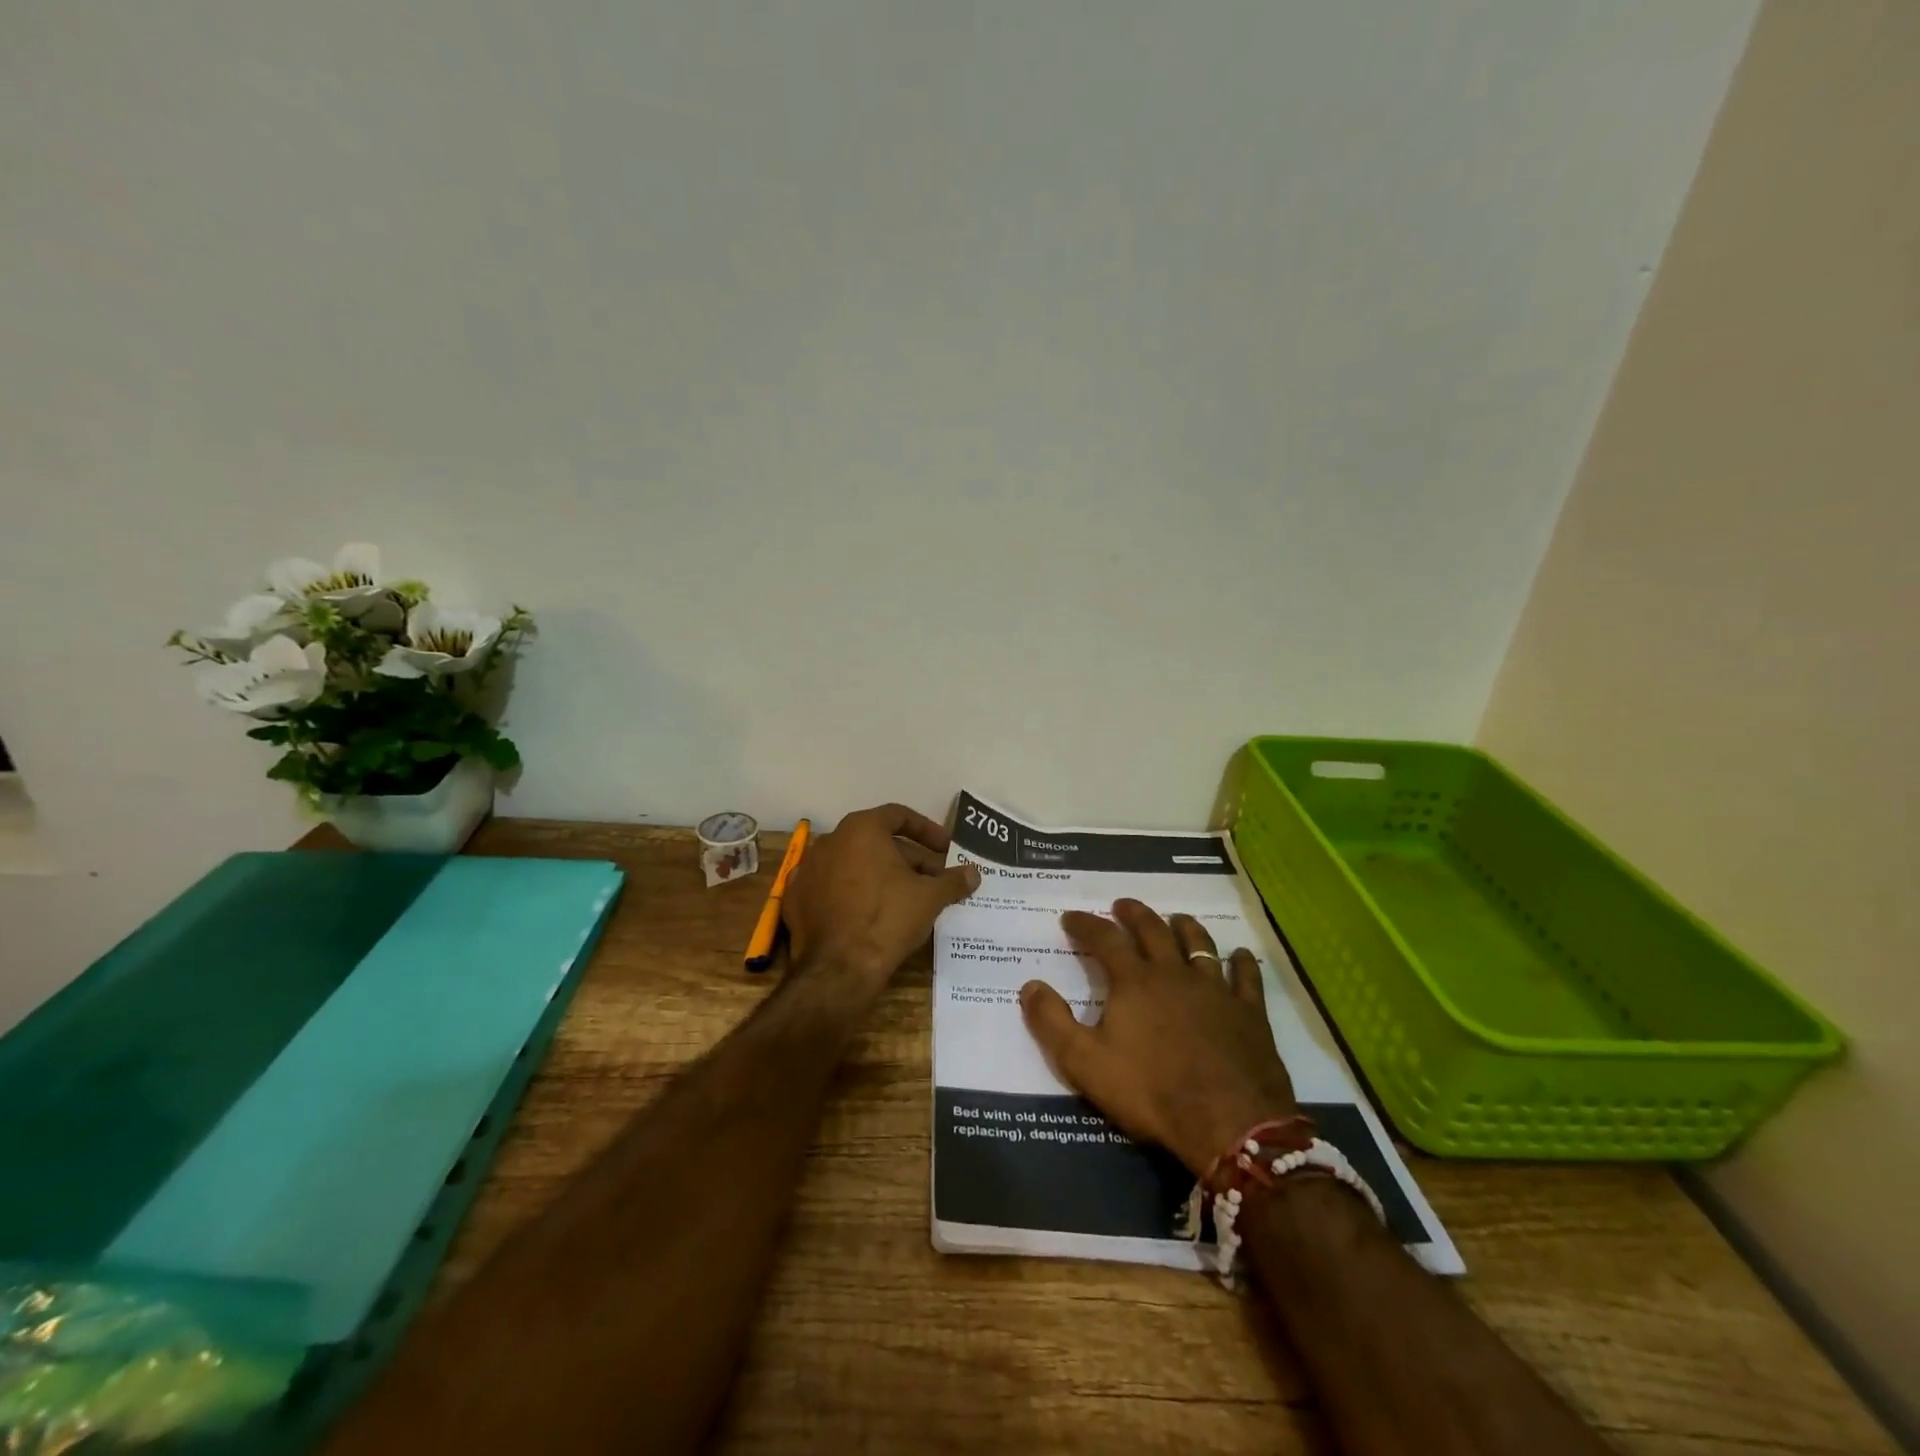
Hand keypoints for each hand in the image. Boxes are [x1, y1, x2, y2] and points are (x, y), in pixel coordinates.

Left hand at [781, 803, 980, 998]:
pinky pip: (832, 887)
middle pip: (877, 841)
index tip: (946, 849)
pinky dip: (854, 893)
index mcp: (861, 829)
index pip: (899, 816)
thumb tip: (974, 873)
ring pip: (854, 864)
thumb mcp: (929, 898)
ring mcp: (809, 869)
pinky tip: (872, 913)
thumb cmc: (888, 918)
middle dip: (909, 859)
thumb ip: (953, 880)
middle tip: (934, 880)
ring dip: (882, 875)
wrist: (839, 968)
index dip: (927, 830)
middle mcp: (830, 840)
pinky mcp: (796, 899)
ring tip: (907, 898)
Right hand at [1020, 900, 1298, 1174]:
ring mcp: (1216, 990)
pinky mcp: (1249, 1012)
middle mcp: (1174, 973)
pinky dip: (1241, 962)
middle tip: (1121, 905)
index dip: (1085, 924)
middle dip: (1133, 914)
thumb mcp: (1085, 1063)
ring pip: (1199, 944)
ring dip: (1185, 927)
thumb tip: (1029, 985)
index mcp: (1134, 982)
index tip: (1070, 917)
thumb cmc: (1152, 1092)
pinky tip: (1240, 955)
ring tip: (1176, 919)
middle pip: (1153, 930)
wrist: (1229, 1123)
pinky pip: (1246, 977)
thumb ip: (1052, 1022)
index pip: (1104, 939)